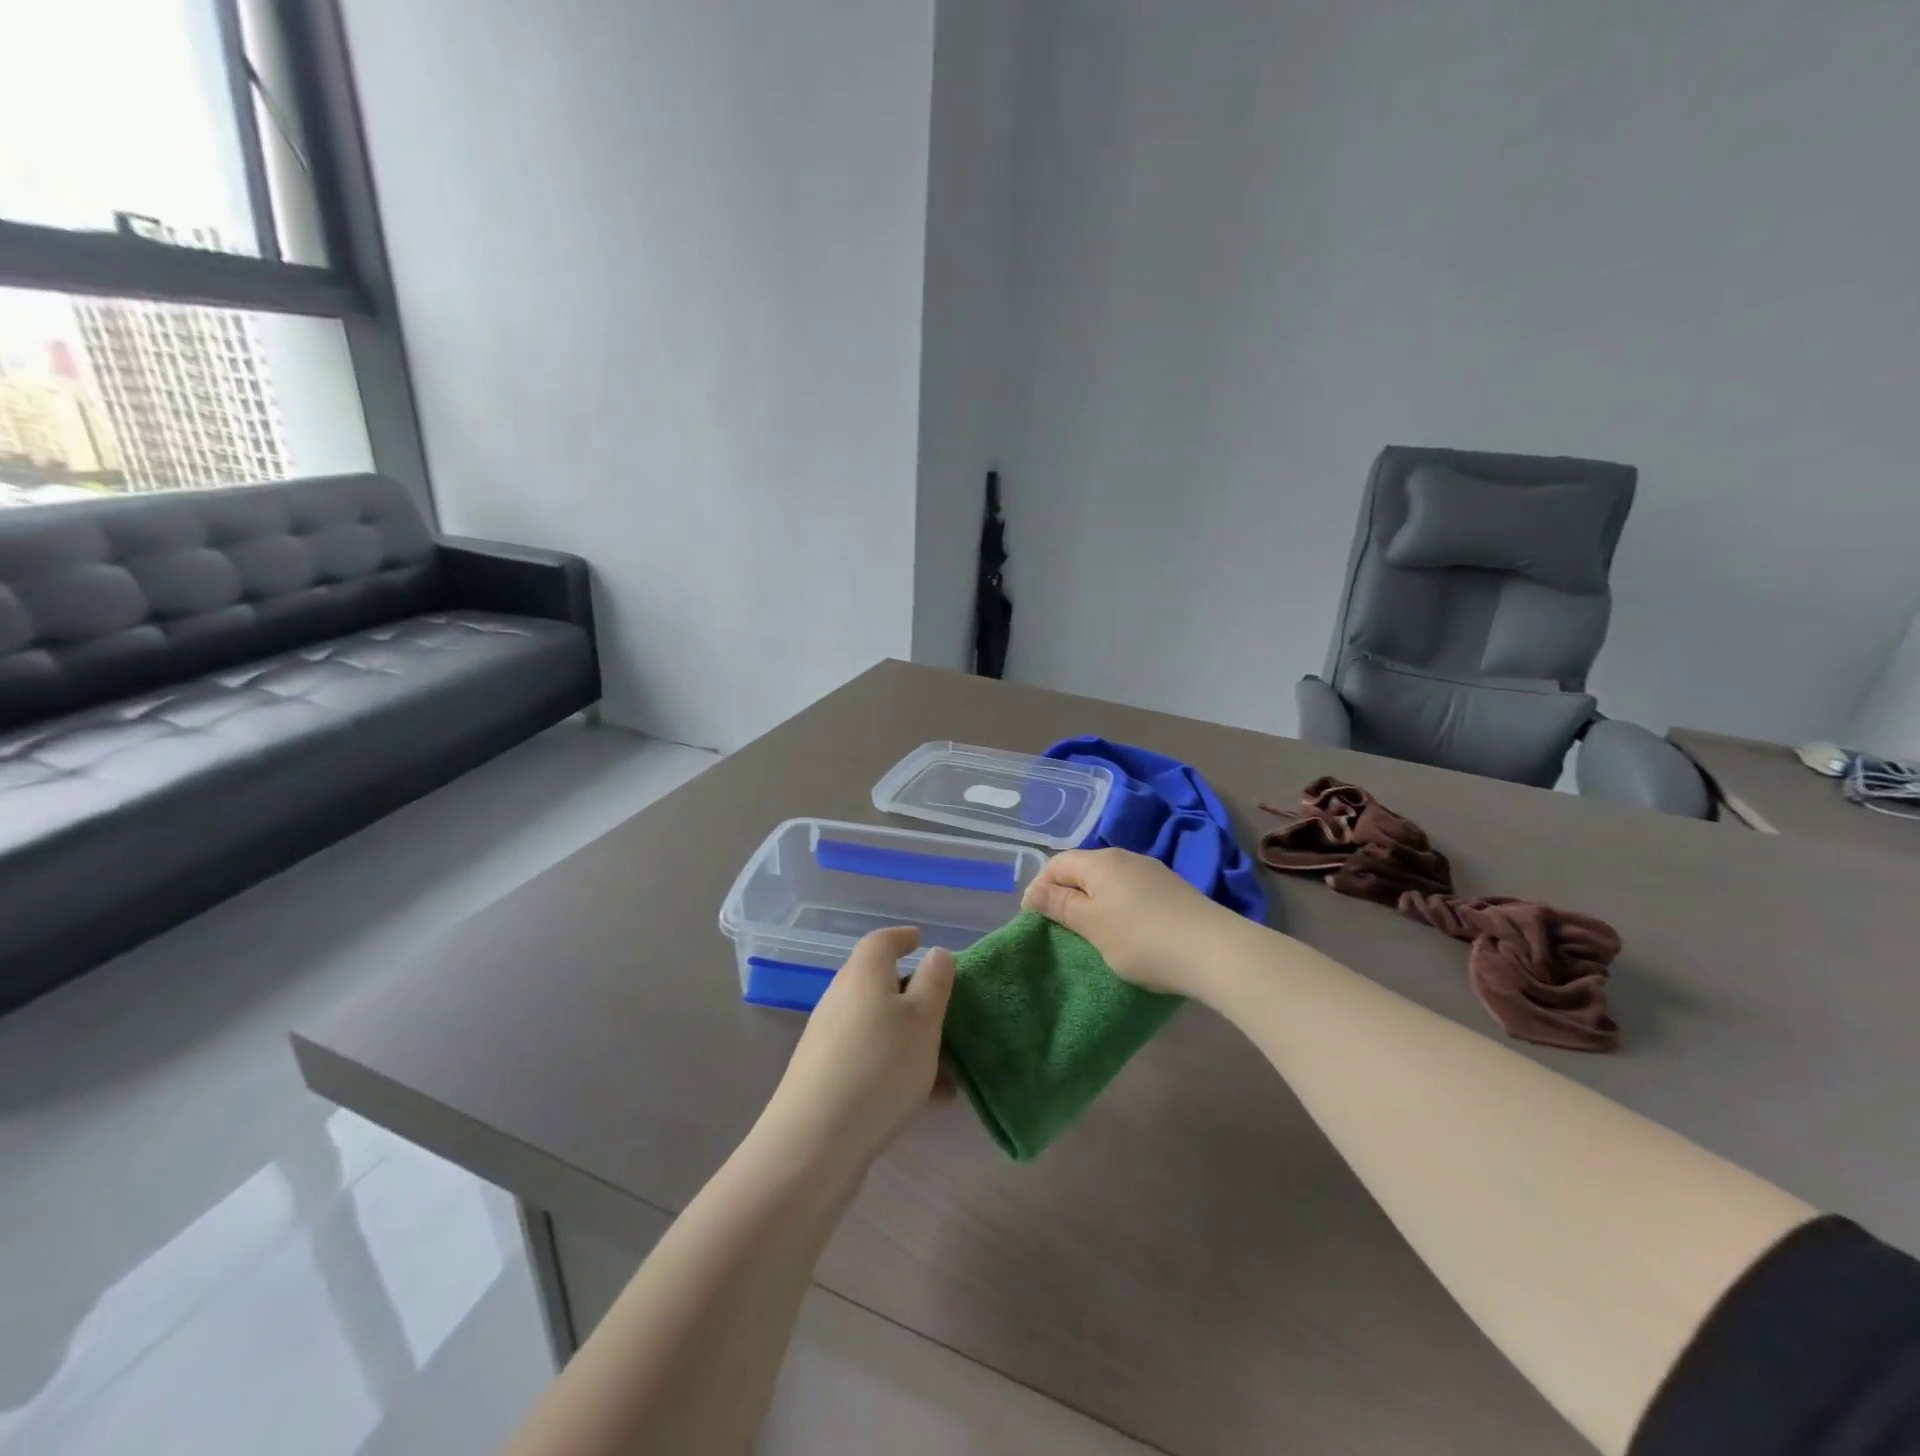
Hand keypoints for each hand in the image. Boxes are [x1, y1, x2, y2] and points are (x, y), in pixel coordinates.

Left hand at [760, 927, 954, 1172]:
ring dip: (911, 1036)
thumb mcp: (922, 1020)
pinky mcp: (826, 1076)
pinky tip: (928, 1099)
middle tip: (944, 1005)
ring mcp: (829, 1039)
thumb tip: (935, 952)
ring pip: (878, 1025)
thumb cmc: (879, 1067)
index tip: (921, 940)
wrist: (814, 1143)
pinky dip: (897, 1065)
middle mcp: (841, 999)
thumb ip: (934, 983)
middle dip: (912, 991)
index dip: (902, 937)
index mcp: (863, 974)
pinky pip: (870, 1057)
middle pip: (878, 982)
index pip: (881, 941)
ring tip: (948, 1065)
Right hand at [1022, 848, 1236, 997]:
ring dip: (1094, 902)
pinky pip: (1132, 892)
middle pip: (1084, 870)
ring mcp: (1152, 872)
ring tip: (1092, 932)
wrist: (1214, 950)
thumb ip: (1061, 906)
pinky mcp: (1172, 890)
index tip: (1034, 919)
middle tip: (1061, 928)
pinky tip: (1126, 930)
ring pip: (1109, 881)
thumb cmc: (1141, 938)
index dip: (1040, 887)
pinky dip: (1119, 907)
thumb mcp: (1092, 925)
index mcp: (1100, 862)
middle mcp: (1125, 857)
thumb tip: (1035, 890)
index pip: (1057, 863)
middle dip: (1067, 894)